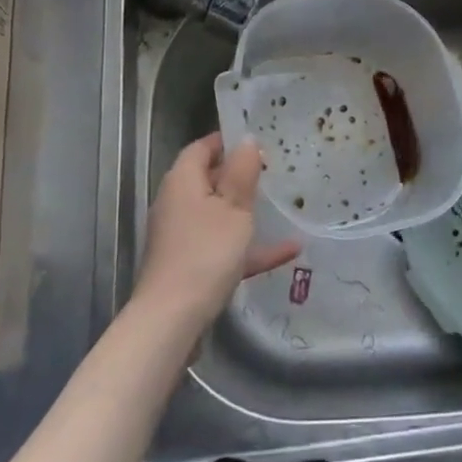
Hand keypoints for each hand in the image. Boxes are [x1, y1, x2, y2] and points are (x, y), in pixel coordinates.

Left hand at [136, 133, 300, 329]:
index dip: (227, 140)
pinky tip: (289, 251)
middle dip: (240, 175)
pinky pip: (224, 246)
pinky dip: (250, 247)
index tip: (258, 140)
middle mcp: (178, 203)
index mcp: (183, 181)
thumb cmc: (206, 253)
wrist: (172, 321)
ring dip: (247, 211)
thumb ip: (242, 172)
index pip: (202, 147)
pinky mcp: (190, 265)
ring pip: (218, 214)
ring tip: (281, 205)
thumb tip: (246, 140)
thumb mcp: (234, 208)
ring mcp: (182, 236)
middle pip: (209, 179)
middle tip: (274, 170)